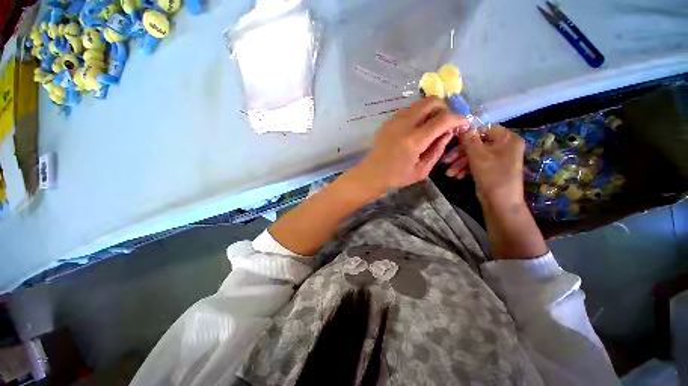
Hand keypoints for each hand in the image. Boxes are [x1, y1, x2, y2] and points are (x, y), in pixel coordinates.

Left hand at [349, 97, 469, 198]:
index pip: (443, 119)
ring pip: (419, 103)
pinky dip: (418, 114)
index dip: (458, 119)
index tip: (463, 124)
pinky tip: (417, 129)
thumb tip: (448, 132)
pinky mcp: (388, 121)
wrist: (371, 174)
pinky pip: (409, 110)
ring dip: (431, 110)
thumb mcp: (422, 170)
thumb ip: (437, 149)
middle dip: (445, 108)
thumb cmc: (396, 177)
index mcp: (414, 140)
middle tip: (446, 123)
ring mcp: (394, 120)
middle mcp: (404, 124)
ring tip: (432, 126)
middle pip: (431, 101)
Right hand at [443, 124, 525, 206]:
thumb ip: (469, 140)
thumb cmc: (493, 176)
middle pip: (476, 143)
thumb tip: (461, 124)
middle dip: (459, 154)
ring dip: (459, 163)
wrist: (500, 203)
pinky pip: (475, 163)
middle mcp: (503, 146)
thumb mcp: (478, 156)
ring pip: (473, 155)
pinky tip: (457, 176)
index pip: (484, 129)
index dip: (467, 134)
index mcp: (507, 138)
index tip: (452, 140)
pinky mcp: (490, 168)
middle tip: (446, 161)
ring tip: (449, 173)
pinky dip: (465, 169)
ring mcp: (496, 158)